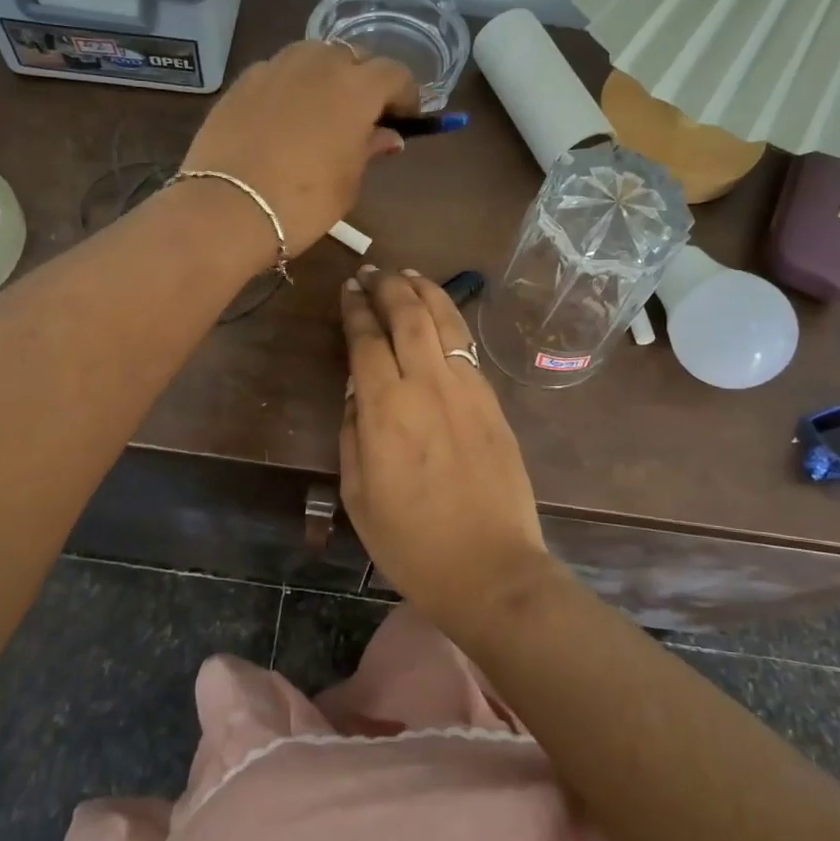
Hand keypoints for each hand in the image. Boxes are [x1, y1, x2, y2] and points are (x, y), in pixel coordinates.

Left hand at [181, 41, 418, 255]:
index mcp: (356, 88)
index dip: (405, 94)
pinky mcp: (243, 81)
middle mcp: (319, 64)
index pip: (395, 73)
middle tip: (363, 114)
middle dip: (364, 80)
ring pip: (313, 55)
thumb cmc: (303, 203)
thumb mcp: (348, 183)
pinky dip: (290, 85)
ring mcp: (276, 67)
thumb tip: (386, 135)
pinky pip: (278, 71)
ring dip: (326, 75)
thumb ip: (369, 149)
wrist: (228, 208)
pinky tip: (284, 115)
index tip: (405, 118)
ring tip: (322, 108)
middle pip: (353, 56)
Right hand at [338, 266, 550, 635]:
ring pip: (444, 321)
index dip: (355, 310)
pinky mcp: (492, 401)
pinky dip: (450, 318)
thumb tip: (357, 389)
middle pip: (407, 316)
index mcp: (385, 410)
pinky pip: (467, 346)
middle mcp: (427, 385)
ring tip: (406, 273)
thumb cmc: (411, 542)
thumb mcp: (357, 494)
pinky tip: (440, 312)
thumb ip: (353, 432)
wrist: (490, 569)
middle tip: (372, 271)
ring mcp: (467, 389)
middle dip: (387, 286)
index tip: (347, 290)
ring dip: (423, 291)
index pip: (366, 340)